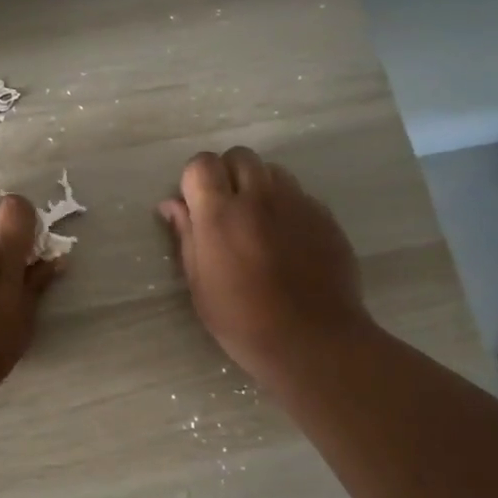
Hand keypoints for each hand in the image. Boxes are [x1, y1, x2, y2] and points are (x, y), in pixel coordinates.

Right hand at [159, 148, 374, 381]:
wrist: (313, 341)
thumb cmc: (243, 320)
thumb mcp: (199, 283)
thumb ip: (185, 235)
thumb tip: (172, 204)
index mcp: (220, 214)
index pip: (202, 163)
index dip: (196, 178)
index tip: (196, 204)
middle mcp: (259, 198)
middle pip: (240, 156)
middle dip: (228, 173)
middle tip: (227, 208)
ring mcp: (297, 204)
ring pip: (273, 171)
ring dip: (260, 186)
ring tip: (259, 221)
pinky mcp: (325, 217)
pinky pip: (300, 195)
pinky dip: (287, 207)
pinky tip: (288, 240)